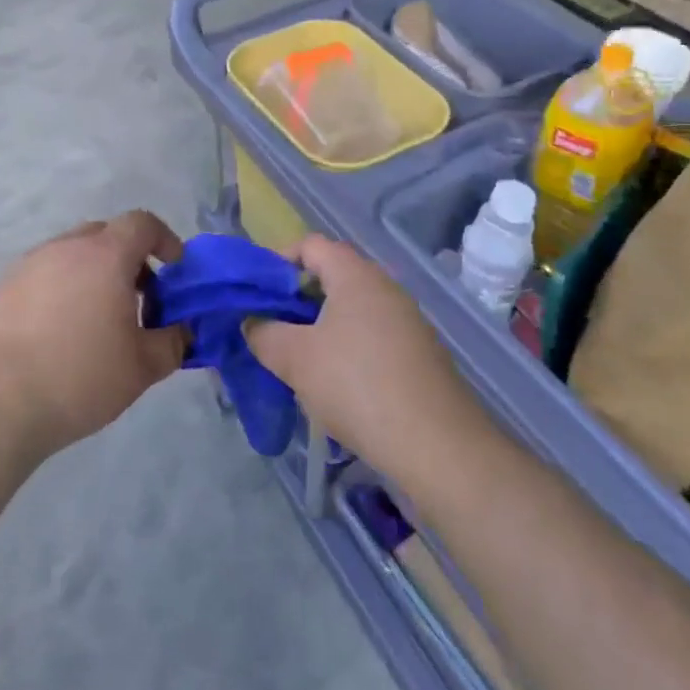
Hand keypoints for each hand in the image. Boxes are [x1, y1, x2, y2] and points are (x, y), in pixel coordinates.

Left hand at [0, 211, 187, 456]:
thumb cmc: (78, 376)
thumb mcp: (141, 368)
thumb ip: (172, 343)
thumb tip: (182, 332)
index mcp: (105, 255)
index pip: (142, 223)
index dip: (164, 239)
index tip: (174, 269)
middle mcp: (65, 248)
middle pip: (105, 234)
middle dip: (129, 258)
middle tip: (139, 298)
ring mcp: (28, 266)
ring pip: (71, 255)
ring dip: (93, 275)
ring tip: (98, 321)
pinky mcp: (0, 290)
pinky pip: (44, 276)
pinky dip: (61, 291)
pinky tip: (59, 334)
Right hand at [245, 235, 481, 475]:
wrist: (437, 444)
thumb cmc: (357, 385)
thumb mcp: (296, 359)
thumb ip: (264, 333)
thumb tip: (253, 322)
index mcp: (356, 276)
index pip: (311, 245)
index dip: (279, 261)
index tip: (257, 293)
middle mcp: (385, 287)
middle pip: (332, 275)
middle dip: (297, 298)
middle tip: (272, 328)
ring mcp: (407, 319)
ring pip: (352, 308)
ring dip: (320, 325)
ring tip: (298, 358)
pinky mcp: (418, 351)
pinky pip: (372, 333)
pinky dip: (347, 345)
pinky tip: (335, 382)